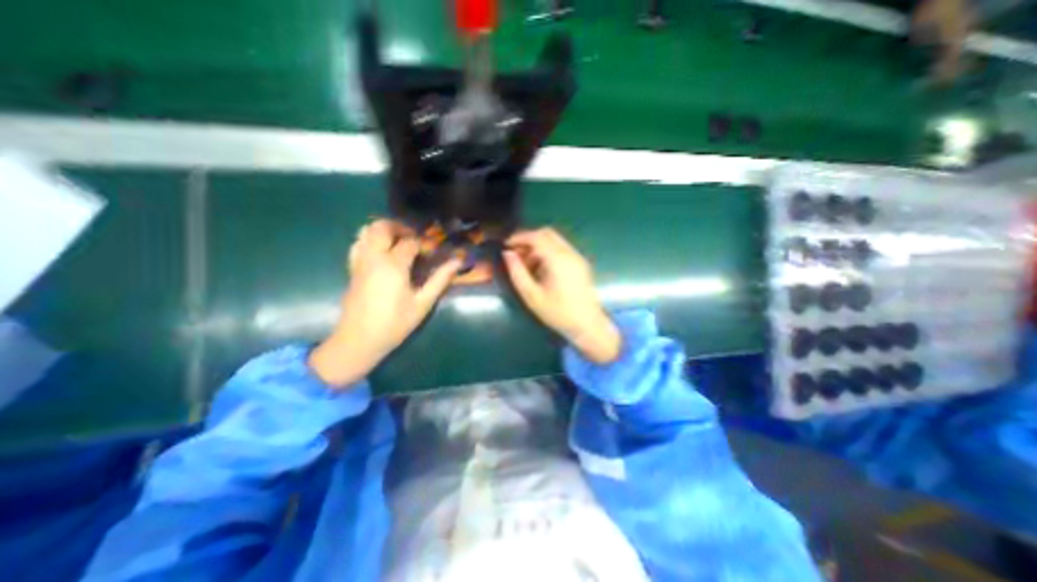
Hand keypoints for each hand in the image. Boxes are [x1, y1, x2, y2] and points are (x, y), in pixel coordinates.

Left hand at [307, 220, 460, 388]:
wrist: (359, 340)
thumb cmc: (395, 323)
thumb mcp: (423, 303)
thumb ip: (440, 279)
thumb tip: (457, 262)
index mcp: (393, 265)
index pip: (410, 242)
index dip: (424, 244)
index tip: (434, 253)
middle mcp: (373, 257)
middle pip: (382, 227)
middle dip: (400, 227)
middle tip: (415, 238)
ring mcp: (359, 262)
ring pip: (366, 231)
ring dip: (383, 230)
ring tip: (399, 241)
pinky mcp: (352, 269)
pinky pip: (358, 243)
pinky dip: (370, 239)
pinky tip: (381, 252)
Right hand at [505, 228, 618, 362]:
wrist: (587, 325)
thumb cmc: (558, 313)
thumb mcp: (531, 296)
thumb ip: (517, 272)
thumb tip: (507, 254)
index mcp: (558, 260)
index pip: (537, 237)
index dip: (519, 237)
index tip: (506, 245)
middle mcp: (570, 253)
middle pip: (547, 233)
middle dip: (529, 239)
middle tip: (515, 253)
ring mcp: (577, 257)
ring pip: (555, 240)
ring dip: (538, 246)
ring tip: (526, 264)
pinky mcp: (581, 263)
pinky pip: (562, 249)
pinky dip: (548, 251)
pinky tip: (541, 268)